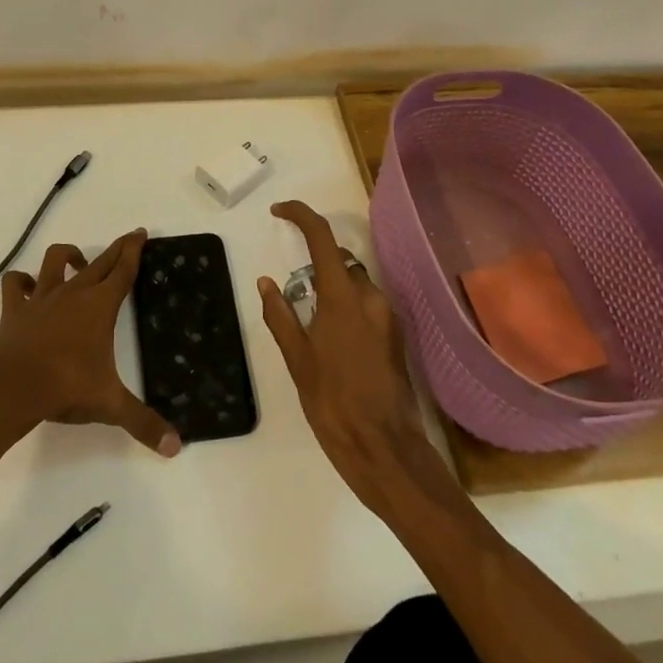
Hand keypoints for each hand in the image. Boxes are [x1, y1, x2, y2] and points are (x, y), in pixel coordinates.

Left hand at [0, 230, 181, 456]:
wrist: (12, 387)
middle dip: (115, 249)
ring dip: (67, 256)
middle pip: (99, 262)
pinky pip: (15, 285)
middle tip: (128, 238)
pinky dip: (21, 281)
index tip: (141, 233)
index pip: (123, 271)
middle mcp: (73, 293)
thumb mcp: (110, 406)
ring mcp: (42, 298)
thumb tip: (176, 448)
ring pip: (55, 261)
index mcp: (100, 306)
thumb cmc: (66, 387)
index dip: (134, 251)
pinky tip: (27, 286)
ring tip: (77, 261)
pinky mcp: (16, 309)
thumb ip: (143, 423)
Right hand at [256, 202, 446, 513]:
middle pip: (340, 261)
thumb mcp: (297, 360)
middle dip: (315, 266)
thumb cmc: (334, 404)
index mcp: (343, 297)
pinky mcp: (396, 337)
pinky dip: (348, 310)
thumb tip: (266, 282)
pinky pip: (367, 307)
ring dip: (332, 291)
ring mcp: (388, 317)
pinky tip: (335, 346)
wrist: (385, 451)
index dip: (300, 215)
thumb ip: (280, 315)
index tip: (278, 211)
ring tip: (312, 330)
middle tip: (293, 297)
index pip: (322, 237)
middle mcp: (371, 298)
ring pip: (355, 285)